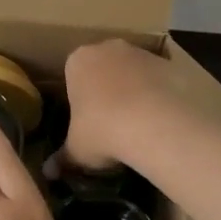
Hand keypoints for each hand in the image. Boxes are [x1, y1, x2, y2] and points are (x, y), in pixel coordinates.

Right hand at [62, 39, 196, 172]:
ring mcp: (142, 52)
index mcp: (78, 60)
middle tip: (112, 121)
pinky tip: (164, 117)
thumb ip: (63, 158)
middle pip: (105, 66)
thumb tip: (49, 172)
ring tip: (141, 123)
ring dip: (136, 88)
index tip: (87, 120)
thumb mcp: (77, 151)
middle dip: (107, 87)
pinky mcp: (171, 61)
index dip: (80, 97)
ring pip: (134, 69)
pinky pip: (162, 76)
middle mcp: (109, 48)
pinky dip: (162, 91)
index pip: (74, 74)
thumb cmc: (103, 131)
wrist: (155, 124)